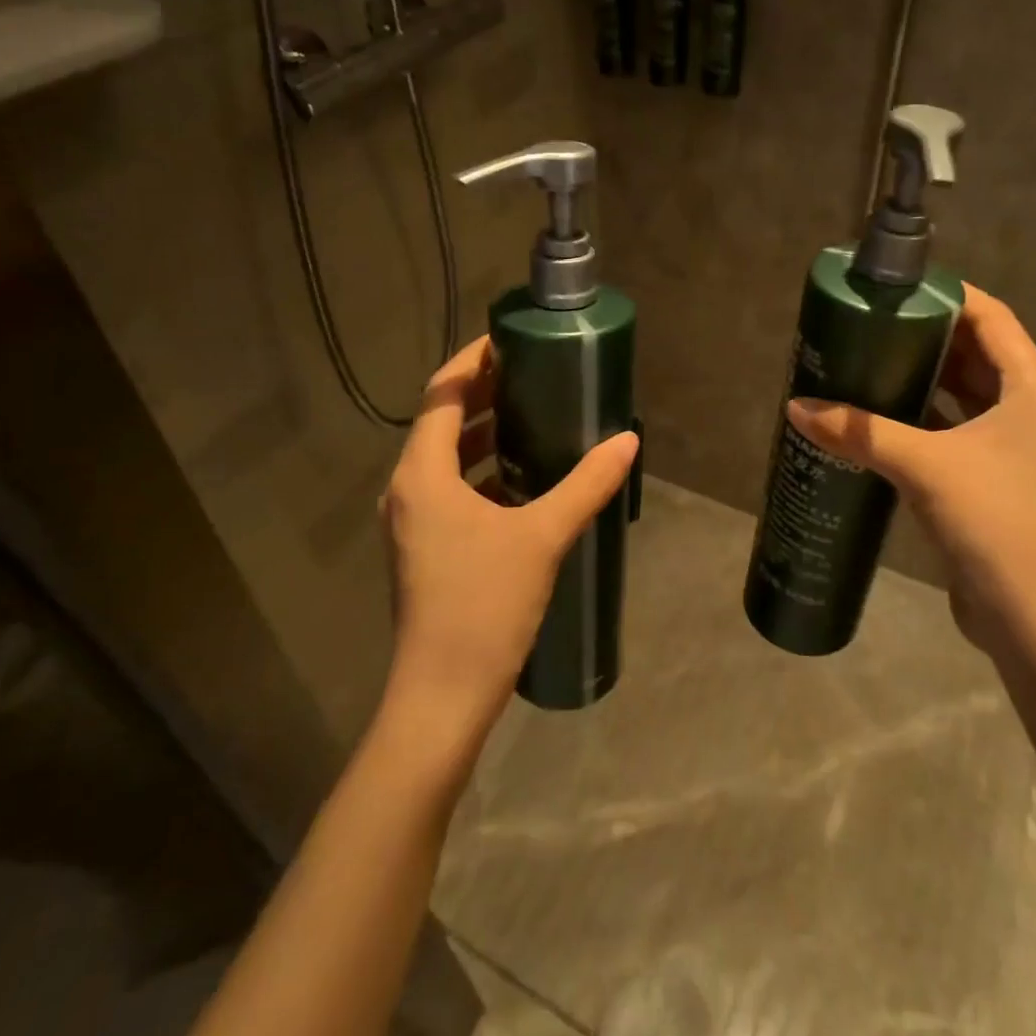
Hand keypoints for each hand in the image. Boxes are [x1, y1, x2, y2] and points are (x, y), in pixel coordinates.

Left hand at [380, 336, 637, 733]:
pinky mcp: (423, 547)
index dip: (472, 361)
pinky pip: (450, 490)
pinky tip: (522, 480)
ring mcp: (411, 521)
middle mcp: (407, 489)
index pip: (441, 393)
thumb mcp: (542, 536)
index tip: (510, 340)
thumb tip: (628, 441)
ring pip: (446, 458)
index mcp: (422, 474)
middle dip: (482, 394)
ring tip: (532, 417)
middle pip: (441, 422)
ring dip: (482, 434)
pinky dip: (481, 472)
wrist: (442, 695)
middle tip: (531, 373)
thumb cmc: (484, 605)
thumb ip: (586, 484)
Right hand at [786, 286, 1035, 664]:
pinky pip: (955, 431)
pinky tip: (878, 419)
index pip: (991, 318)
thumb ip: (860, 432)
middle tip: (868, 324)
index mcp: (1035, 390)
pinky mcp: (996, 480)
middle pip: (976, 353)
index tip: (895, 287)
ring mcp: (1017, 448)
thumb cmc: (999, 525)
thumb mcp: (926, 468)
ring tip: (865, 362)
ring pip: (964, 395)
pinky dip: (922, 419)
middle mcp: (1032, 410)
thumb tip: (796, 406)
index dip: (946, 295)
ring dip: (921, 379)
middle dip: (924, 336)